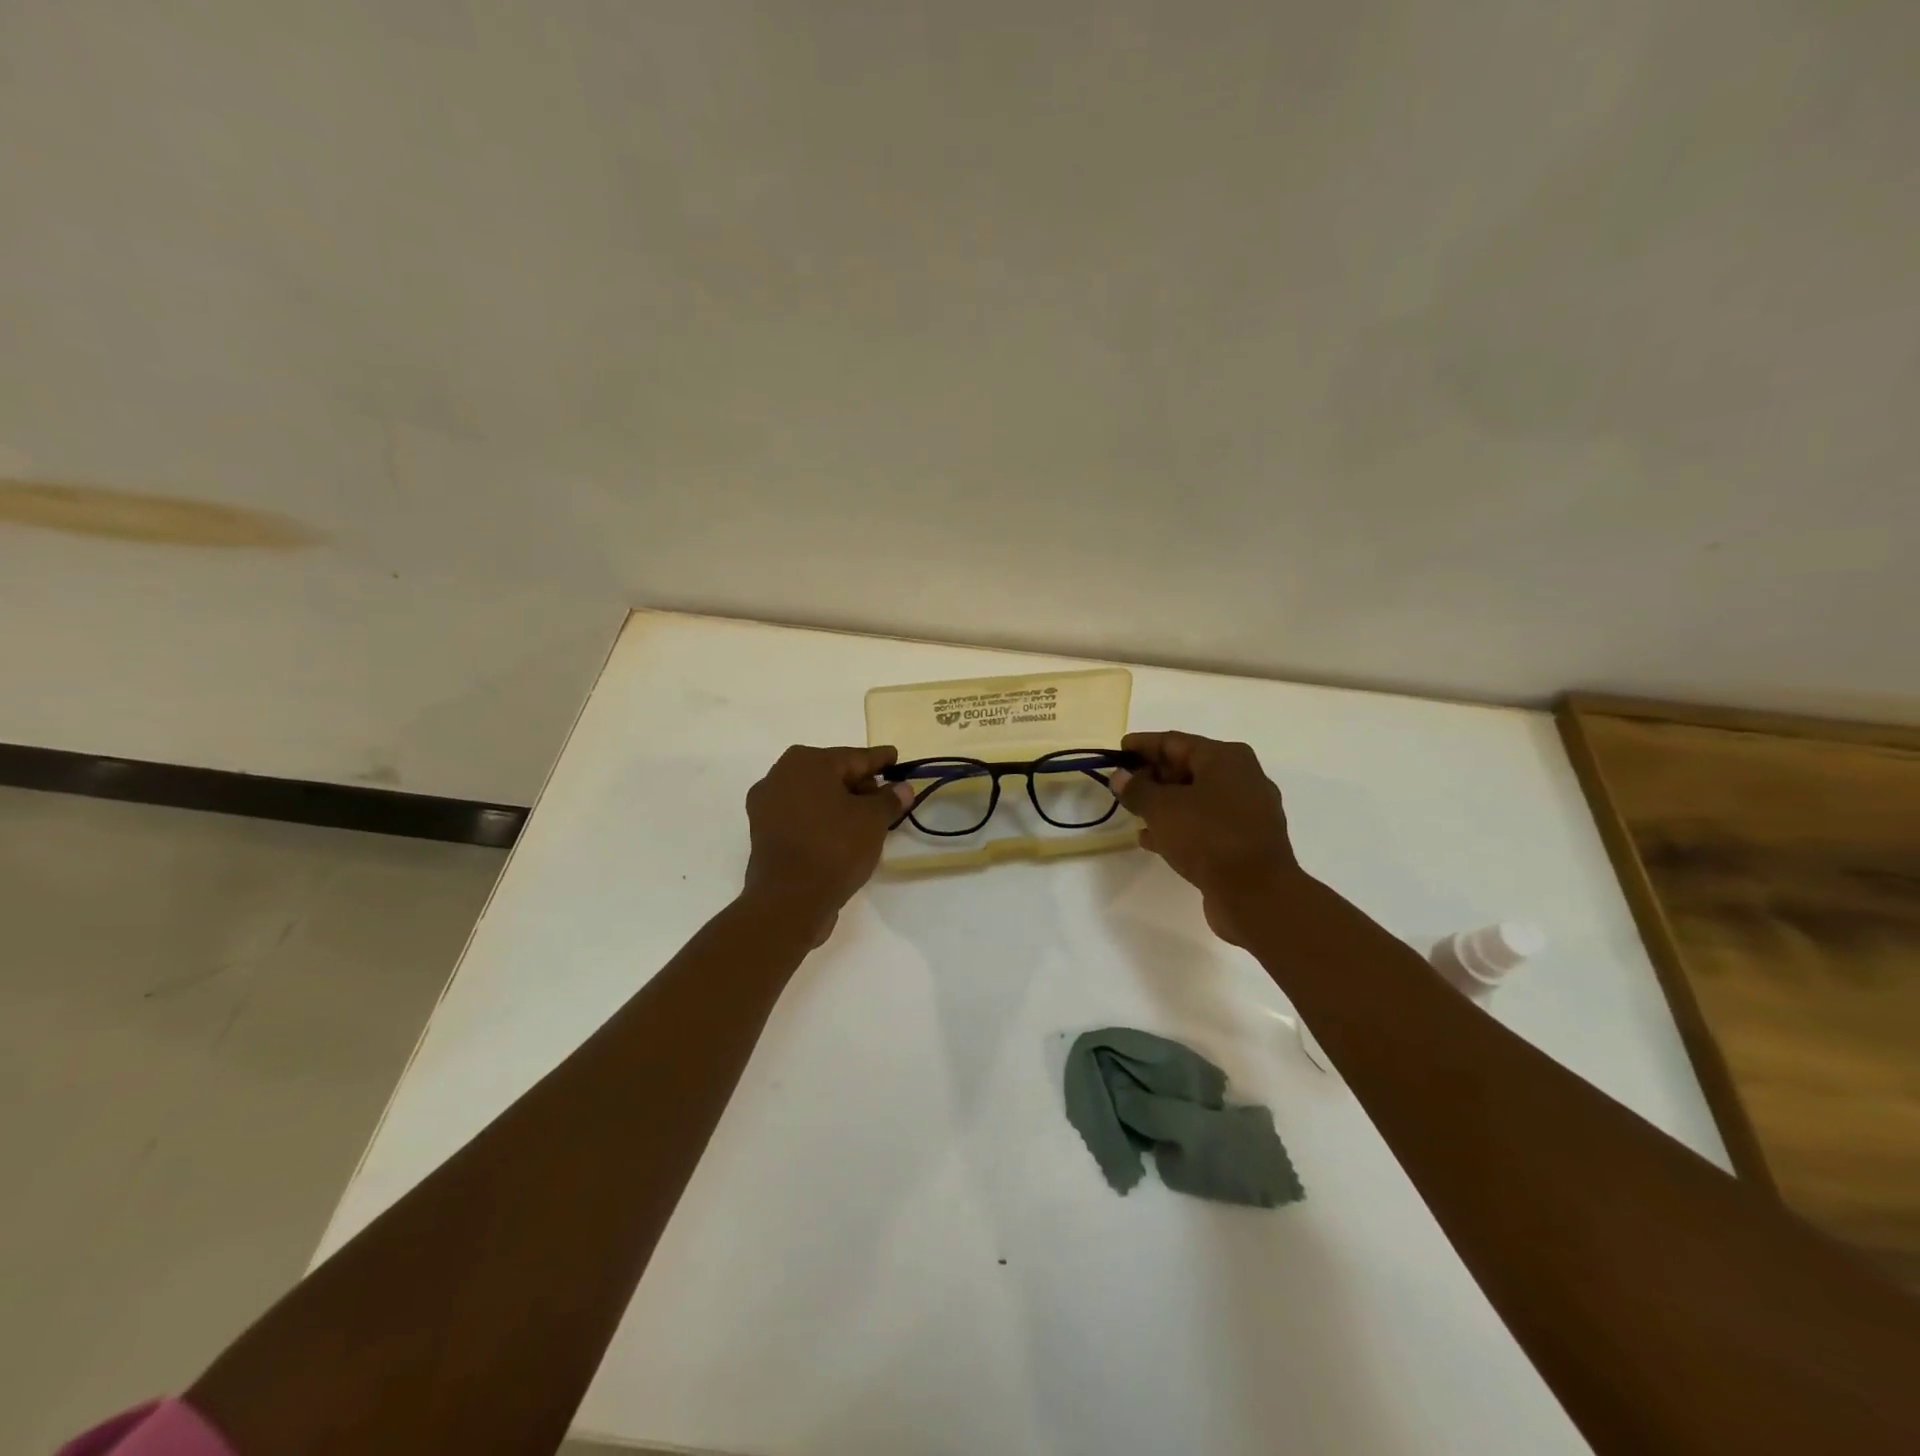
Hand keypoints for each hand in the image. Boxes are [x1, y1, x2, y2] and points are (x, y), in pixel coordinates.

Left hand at [742, 745, 914, 945]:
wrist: (789, 899)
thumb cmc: (835, 847)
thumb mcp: (873, 820)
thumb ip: (890, 799)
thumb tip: (902, 788)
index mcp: (807, 762)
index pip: (854, 757)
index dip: (879, 760)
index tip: (895, 757)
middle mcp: (780, 775)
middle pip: (831, 774)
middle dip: (859, 783)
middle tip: (885, 796)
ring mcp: (767, 805)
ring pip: (814, 796)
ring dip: (840, 803)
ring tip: (868, 818)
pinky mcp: (763, 833)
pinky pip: (801, 816)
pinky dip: (822, 820)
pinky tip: (842, 833)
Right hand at [1111, 731, 1297, 944]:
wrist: (1257, 895)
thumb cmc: (1208, 837)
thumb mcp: (1162, 808)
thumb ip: (1136, 789)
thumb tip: (1120, 776)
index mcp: (1226, 758)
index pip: (1174, 741)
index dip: (1142, 745)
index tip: (1118, 751)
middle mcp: (1242, 778)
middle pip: (1187, 767)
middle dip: (1153, 775)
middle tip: (1122, 785)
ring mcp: (1247, 812)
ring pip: (1196, 798)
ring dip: (1164, 803)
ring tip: (1133, 812)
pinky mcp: (1245, 841)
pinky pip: (1205, 825)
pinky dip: (1179, 826)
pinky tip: (1152, 839)